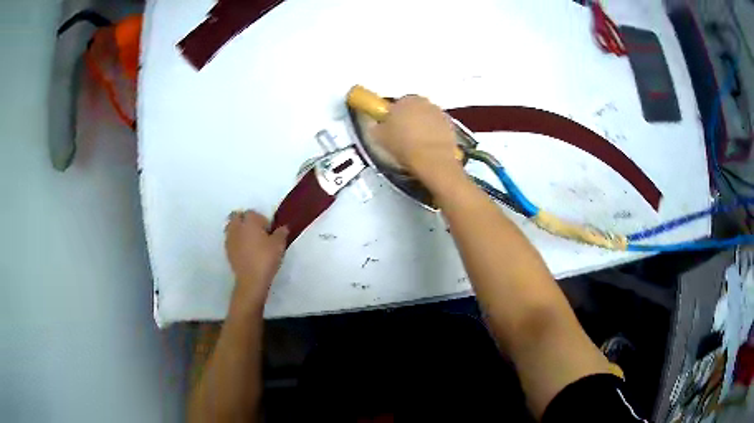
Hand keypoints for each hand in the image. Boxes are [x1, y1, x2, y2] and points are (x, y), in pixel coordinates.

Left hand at [224, 210, 288, 309]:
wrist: (251, 280)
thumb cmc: (266, 258)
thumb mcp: (279, 245)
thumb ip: (281, 233)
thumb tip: (283, 228)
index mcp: (249, 221)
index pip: (252, 213)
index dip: (261, 219)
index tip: (268, 230)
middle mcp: (236, 227)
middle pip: (237, 217)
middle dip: (245, 221)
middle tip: (256, 232)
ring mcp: (230, 239)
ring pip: (232, 227)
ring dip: (239, 230)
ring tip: (250, 241)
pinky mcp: (227, 251)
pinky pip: (231, 240)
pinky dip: (236, 241)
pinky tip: (245, 251)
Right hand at [371, 95, 463, 182]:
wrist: (432, 159)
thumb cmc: (403, 145)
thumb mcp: (379, 137)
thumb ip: (377, 126)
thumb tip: (378, 125)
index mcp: (405, 99)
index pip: (397, 103)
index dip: (393, 115)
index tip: (391, 128)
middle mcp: (424, 101)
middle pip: (414, 108)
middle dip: (409, 119)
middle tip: (402, 136)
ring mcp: (440, 113)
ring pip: (427, 118)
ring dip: (423, 126)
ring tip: (416, 145)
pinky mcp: (452, 126)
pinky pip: (438, 128)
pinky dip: (434, 135)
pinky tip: (429, 148)